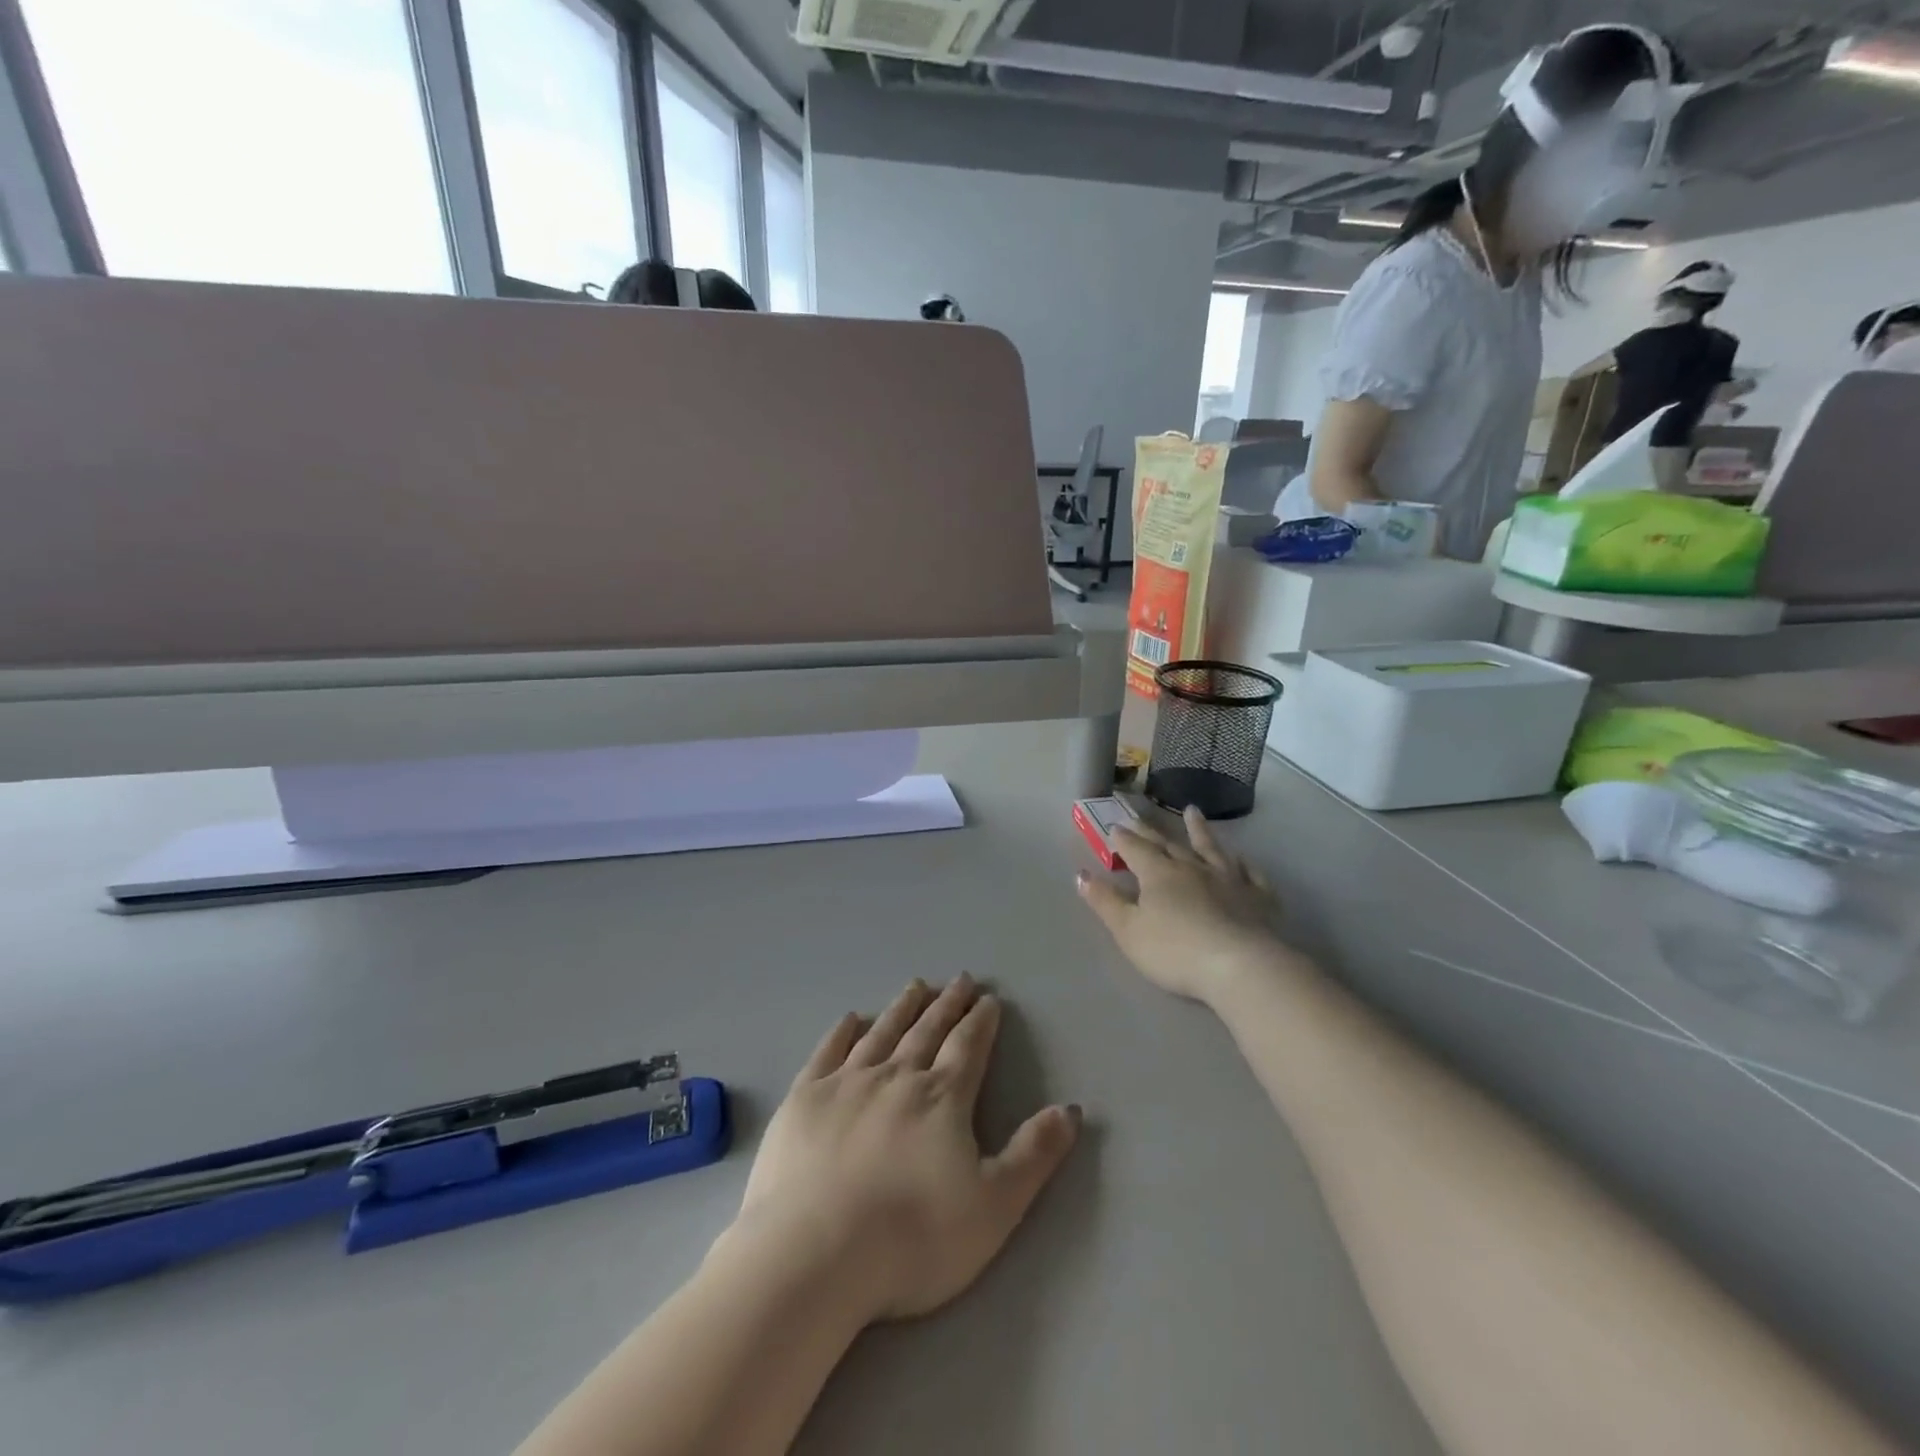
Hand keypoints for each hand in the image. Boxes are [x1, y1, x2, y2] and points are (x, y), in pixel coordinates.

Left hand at [728, 977, 1079, 1325]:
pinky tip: (852, 1018)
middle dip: (948, 1004)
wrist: (815, 1254)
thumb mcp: (994, 1206)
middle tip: (960, 979)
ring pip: (882, 1033)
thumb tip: (1071, 1108)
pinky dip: (842, 1032)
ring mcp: (847, 1083)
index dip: (981, 1022)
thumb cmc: (913, 1238)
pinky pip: (828, 1052)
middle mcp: (896, 1077)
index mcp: (942, 1099)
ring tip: (917, 985)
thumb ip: (1034, 1154)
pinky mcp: (805, 1099)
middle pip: (928, 1031)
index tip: (988, 999)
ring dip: (903, 1008)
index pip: (968, 1048)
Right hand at [1077, 805, 1290, 1003]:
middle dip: (1152, 831)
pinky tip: (1243, 861)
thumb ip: (1105, 901)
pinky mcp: (1258, 898)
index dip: (1123, 839)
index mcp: (1159, 874)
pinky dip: (1244, 865)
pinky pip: (1251, 875)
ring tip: (1192, 811)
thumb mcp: (1128, 930)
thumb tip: (1080, 874)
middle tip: (1140, 817)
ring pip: (1211, 848)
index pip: (1136, 849)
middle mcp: (1193, 868)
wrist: (1240, 966)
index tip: (1114, 827)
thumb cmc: (1175, 951)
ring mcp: (1230, 880)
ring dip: (1200, 830)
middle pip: (1169, 844)